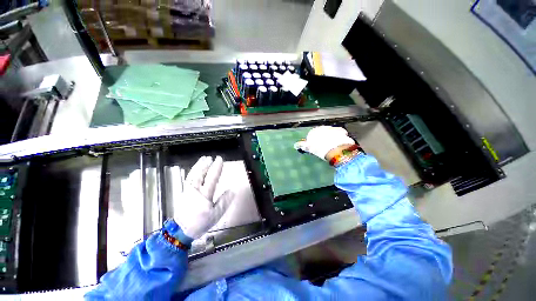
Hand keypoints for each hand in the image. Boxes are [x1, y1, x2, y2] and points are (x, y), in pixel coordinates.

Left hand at [174, 156, 233, 239]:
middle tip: (210, 157)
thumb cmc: (200, 223)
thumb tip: (232, 190)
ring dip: (198, 166)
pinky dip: (192, 171)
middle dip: (205, 164)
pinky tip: (195, 170)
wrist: (181, 231)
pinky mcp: (183, 193)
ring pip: (192, 175)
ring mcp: (188, 191)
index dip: (216, 167)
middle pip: (200, 174)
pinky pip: (188, 178)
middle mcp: (195, 190)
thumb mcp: (216, 214)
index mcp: (205, 195)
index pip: (212, 177)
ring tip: (203, 159)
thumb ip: (224, 201)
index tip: (219, 159)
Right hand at [294, 126, 355, 160]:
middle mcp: (321, 128)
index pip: (311, 136)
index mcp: (312, 132)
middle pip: (321, 134)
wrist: (333, 147)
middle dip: (322, 139)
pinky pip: (339, 134)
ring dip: (331, 138)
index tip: (316, 148)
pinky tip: (339, 143)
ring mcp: (331, 128)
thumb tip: (296, 145)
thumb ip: (302, 145)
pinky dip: (339, 138)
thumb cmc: (318, 148)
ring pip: (330, 133)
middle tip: (324, 148)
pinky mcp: (340, 130)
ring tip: (332, 147)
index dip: (313, 142)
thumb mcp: (309, 148)